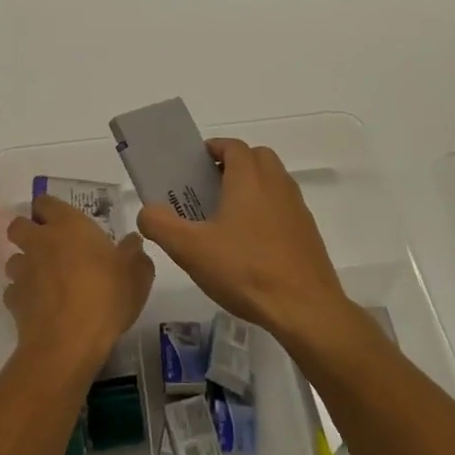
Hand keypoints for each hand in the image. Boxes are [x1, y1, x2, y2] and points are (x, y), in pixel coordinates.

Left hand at [4, 195, 154, 376]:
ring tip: (45, 280)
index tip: (62, 221)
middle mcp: (39, 241)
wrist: (69, 342)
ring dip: (26, 265)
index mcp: (68, 225)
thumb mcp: (136, 273)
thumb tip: (132, 242)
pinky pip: (14, 291)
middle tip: (50, 247)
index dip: (49, 209)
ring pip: (14, 259)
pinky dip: (24, 296)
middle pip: (19, 225)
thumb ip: (134, 253)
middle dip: (28, 232)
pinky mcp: (13, 300)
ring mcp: (23, 271)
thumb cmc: (106, 296)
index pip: (45, 202)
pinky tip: (40, 307)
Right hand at [136, 138, 352, 346]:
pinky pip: (284, 208)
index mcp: (249, 178)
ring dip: (252, 187)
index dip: (213, 149)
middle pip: (257, 157)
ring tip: (228, 217)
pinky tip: (251, 244)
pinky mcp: (308, 233)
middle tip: (210, 187)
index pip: (233, 146)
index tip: (194, 165)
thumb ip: (160, 225)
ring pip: (273, 182)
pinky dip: (268, 211)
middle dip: (234, 164)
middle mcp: (276, 184)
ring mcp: (297, 208)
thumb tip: (147, 212)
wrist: (304, 308)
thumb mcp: (190, 250)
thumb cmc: (245, 269)